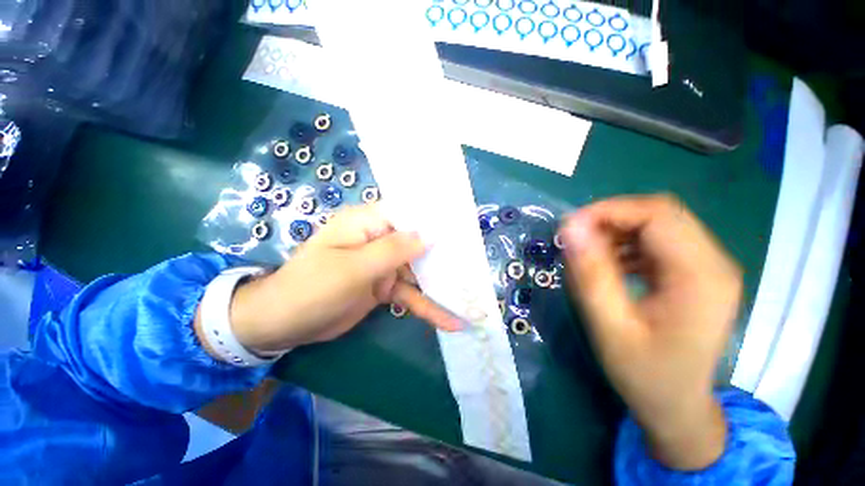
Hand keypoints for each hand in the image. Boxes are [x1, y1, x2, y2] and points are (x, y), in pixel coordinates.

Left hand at [203, 204, 460, 355]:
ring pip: (419, 271)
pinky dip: (428, 306)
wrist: (284, 324)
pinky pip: (410, 294)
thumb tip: (430, 234)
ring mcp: (384, 264)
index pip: (408, 213)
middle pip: (419, 243)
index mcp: (368, 223)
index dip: (434, 218)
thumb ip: (393, 250)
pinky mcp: (384, 286)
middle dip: (444, 255)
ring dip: (441, 285)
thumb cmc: (312, 287)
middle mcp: (379, 239)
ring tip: (470, 299)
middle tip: (475, 266)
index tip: (462, 227)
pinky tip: (448, 321)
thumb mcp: (354, 267)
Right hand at [558, 195, 741, 470]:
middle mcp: (715, 263)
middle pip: (662, 214)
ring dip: (618, 230)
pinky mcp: (697, 275)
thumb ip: (591, 274)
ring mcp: (709, 268)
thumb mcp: (609, 326)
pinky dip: (628, 243)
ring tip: (588, 252)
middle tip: (576, 238)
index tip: (569, 227)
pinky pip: (660, 242)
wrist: (677, 407)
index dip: (609, 211)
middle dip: (611, 218)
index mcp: (701, 276)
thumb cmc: (644, 373)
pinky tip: (610, 264)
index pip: (657, 215)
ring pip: (660, 224)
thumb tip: (571, 228)